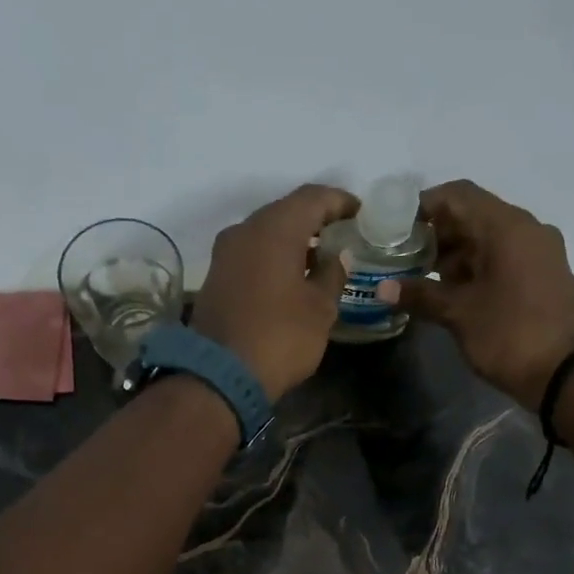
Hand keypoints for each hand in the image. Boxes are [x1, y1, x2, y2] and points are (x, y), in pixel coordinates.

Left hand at [193, 184, 355, 401]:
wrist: (219, 376)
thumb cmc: (280, 338)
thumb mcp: (320, 309)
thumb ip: (332, 274)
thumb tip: (335, 256)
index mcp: (274, 229)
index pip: (313, 197)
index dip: (340, 201)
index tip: (360, 213)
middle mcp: (244, 231)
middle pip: (285, 211)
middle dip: (314, 220)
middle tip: (340, 235)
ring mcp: (224, 254)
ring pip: (265, 233)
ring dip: (292, 241)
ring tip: (318, 259)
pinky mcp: (214, 278)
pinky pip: (250, 255)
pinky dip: (272, 258)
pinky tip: (290, 277)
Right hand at [377, 180, 573, 410]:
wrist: (570, 374)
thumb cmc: (511, 335)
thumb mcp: (460, 315)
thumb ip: (420, 295)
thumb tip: (382, 288)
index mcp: (506, 227)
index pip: (457, 195)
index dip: (422, 207)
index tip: (393, 229)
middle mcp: (525, 229)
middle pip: (472, 215)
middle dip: (435, 235)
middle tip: (400, 259)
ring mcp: (537, 253)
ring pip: (486, 239)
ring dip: (453, 255)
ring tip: (419, 280)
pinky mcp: (542, 276)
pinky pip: (502, 259)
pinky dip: (474, 269)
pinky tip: (449, 293)